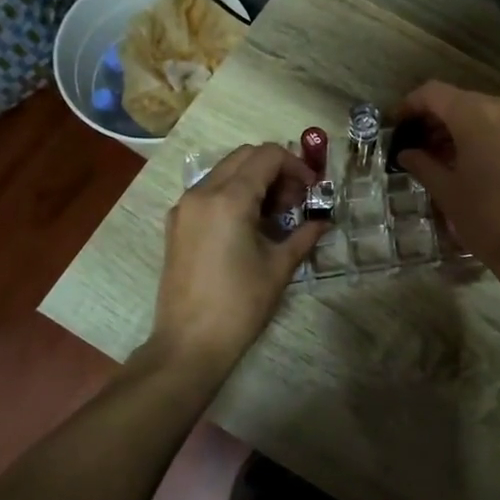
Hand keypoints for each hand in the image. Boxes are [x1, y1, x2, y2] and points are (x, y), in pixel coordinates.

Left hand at [150, 144, 324, 374]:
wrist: (189, 343)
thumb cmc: (239, 305)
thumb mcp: (279, 267)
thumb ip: (303, 236)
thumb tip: (323, 222)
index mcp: (228, 199)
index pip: (267, 156)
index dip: (296, 166)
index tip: (311, 190)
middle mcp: (201, 193)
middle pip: (245, 157)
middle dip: (275, 170)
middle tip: (295, 202)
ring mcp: (184, 207)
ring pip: (225, 172)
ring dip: (254, 181)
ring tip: (275, 216)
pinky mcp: (176, 224)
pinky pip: (209, 192)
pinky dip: (233, 195)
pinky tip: (249, 226)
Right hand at [392, 82, 499, 293]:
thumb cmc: (487, 220)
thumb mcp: (446, 192)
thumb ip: (422, 164)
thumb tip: (406, 153)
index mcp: (477, 115)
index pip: (434, 93)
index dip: (411, 104)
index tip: (397, 124)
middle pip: (461, 100)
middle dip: (436, 118)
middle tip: (417, 145)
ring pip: (484, 112)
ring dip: (460, 127)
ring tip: (442, 157)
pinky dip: (484, 134)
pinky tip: (473, 162)